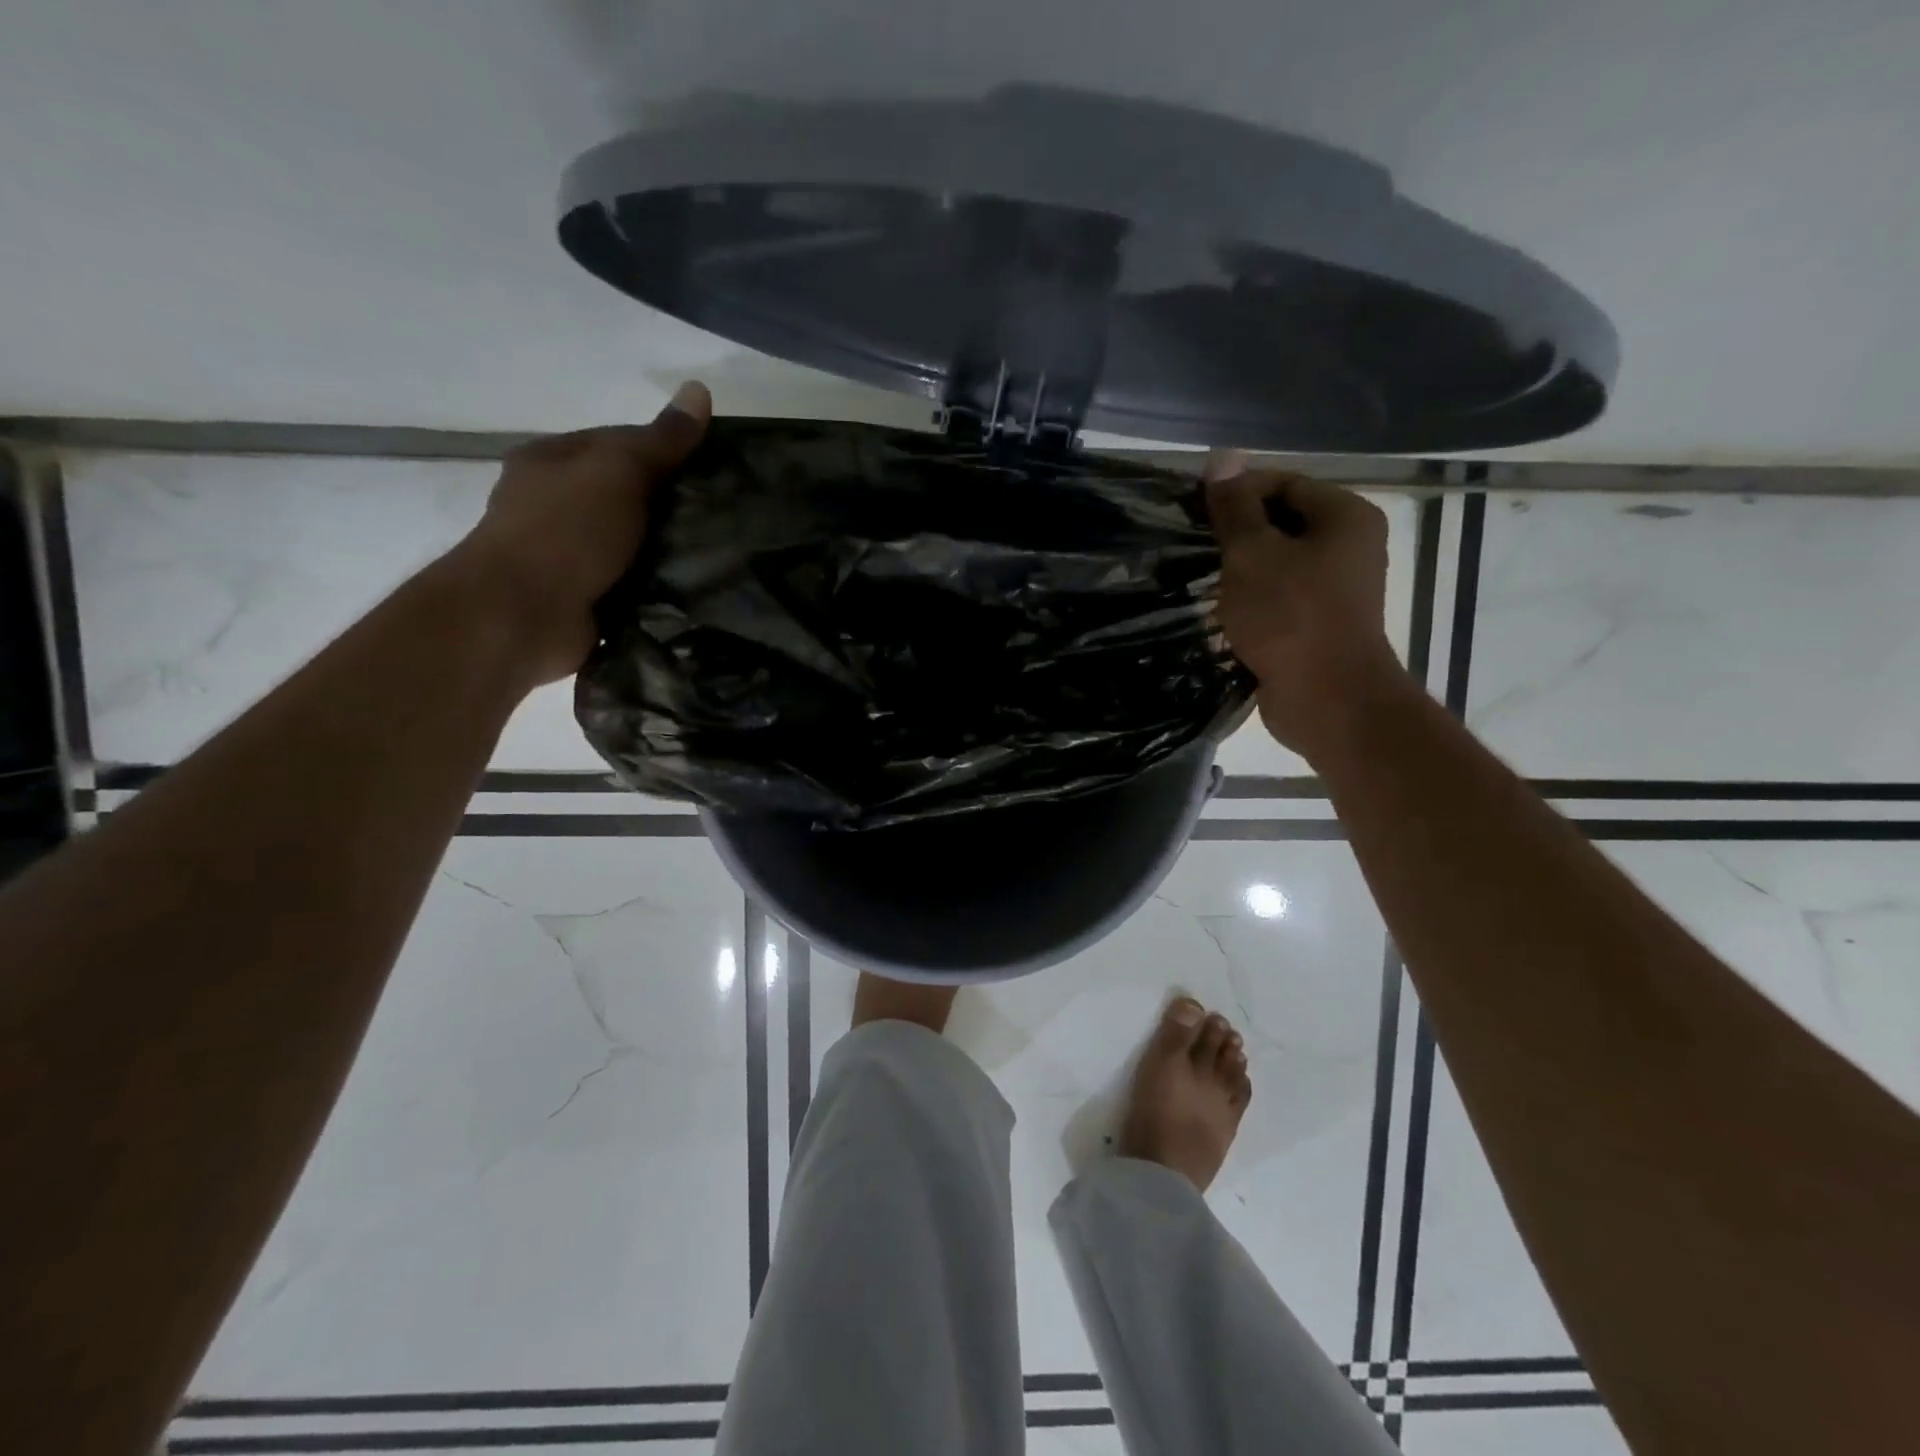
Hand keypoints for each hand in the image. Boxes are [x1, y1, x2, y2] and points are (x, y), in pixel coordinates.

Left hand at [450, 381, 710, 684]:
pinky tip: (698, 590)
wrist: (522, 615)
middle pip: (629, 497)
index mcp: (553, 461)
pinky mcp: (586, 598)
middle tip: (727, 517)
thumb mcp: (619, 471)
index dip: (669, 452)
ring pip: (635, 545)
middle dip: (674, 507)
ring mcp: (570, 555)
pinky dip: (659, 588)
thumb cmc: (566, 530)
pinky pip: (634, 585)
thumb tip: (699, 389)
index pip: (621, 444)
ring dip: (670, 553)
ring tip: (724, 556)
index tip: (715, 472)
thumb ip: (661, 439)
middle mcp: (556, 504)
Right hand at [1206, 458, 1412, 758]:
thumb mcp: (1252, 554)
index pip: (1283, 483)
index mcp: (1344, 517)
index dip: (1236, 492)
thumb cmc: (1290, 617)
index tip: (1193, 510)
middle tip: (1193, 545)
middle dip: (1236, 533)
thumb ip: (1234, 507)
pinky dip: (1252, 598)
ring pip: (1278, 562)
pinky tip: (1221, 609)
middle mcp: (1349, 545)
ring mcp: (1337, 587)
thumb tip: (1222, 457)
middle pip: (1282, 522)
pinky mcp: (1320, 622)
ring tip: (1201, 576)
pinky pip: (1280, 596)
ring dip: (1240, 569)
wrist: (1327, 699)